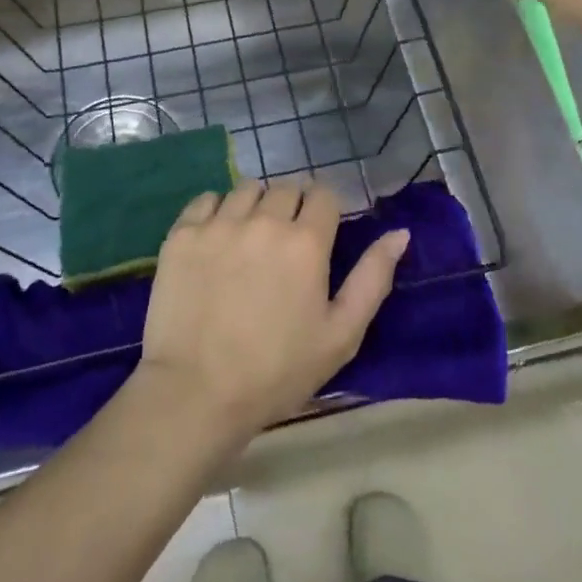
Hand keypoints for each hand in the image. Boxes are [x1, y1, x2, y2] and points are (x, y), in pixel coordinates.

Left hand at [136, 181, 408, 440]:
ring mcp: (219, 224)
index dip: (325, 212)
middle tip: (285, 245)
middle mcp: (263, 220)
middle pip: (286, 188)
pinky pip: (206, 199)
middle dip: (292, 208)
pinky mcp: (182, 233)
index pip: (324, 194)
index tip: (319, 235)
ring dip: (255, 206)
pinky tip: (216, 241)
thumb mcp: (341, 335)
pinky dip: (216, 211)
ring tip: (250, 241)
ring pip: (247, 189)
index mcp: (306, 242)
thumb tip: (399, 233)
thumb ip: (373, 278)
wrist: (196, 392)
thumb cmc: (277, 371)